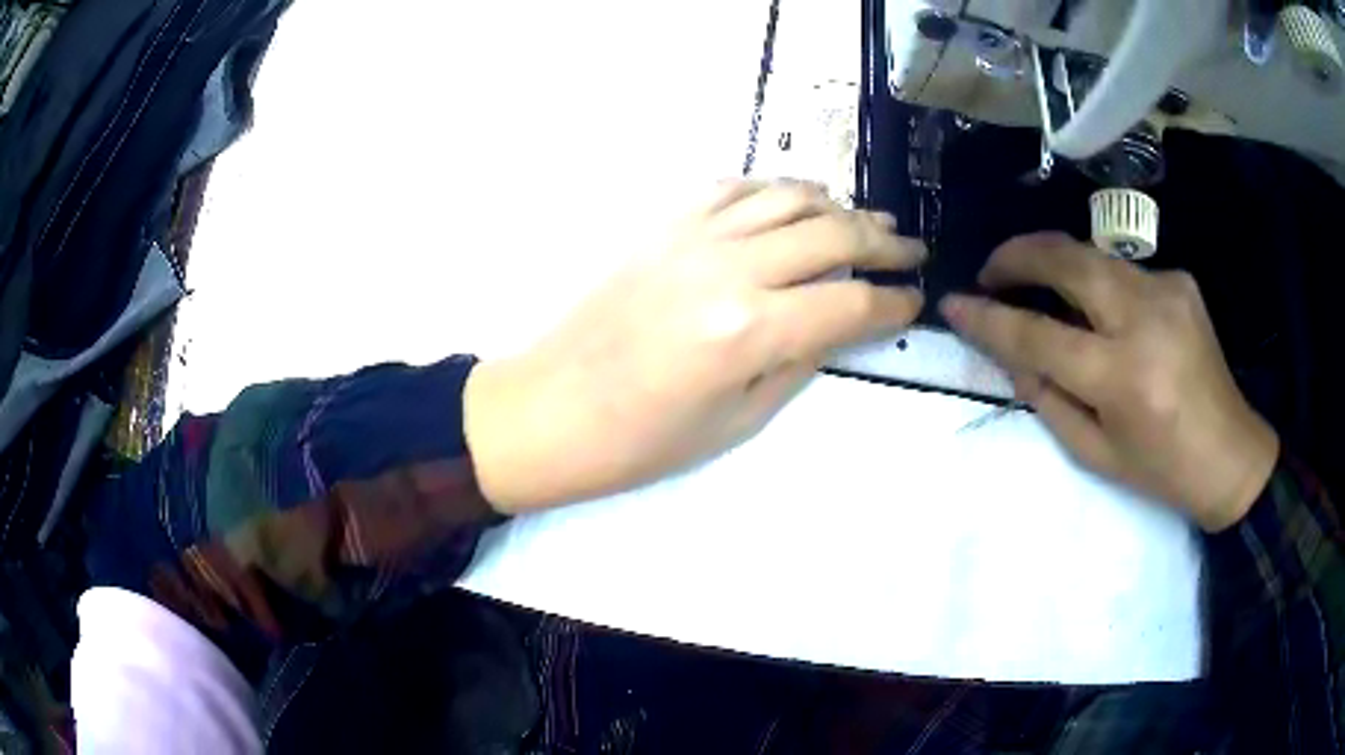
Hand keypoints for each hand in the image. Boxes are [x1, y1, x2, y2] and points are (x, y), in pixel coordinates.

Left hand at [464, 181, 925, 513]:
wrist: (551, 408)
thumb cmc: (642, 440)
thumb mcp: (738, 422)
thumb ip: (799, 364)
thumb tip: (839, 325)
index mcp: (750, 331)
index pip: (851, 303)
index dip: (893, 302)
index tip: (914, 301)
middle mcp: (729, 268)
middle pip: (832, 234)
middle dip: (883, 242)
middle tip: (910, 249)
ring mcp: (693, 236)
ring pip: (788, 197)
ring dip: (837, 206)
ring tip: (865, 221)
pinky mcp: (664, 224)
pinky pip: (734, 187)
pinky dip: (775, 188)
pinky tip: (794, 203)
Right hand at [940, 233, 1278, 531]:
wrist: (1230, 453)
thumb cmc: (1160, 469)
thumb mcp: (1095, 453)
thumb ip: (1047, 398)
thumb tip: (1011, 354)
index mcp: (1123, 377)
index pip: (1038, 335)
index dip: (989, 318)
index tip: (953, 303)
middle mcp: (1144, 318)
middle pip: (1065, 258)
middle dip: (1016, 254)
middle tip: (991, 272)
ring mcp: (1165, 289)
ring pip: (1090, 254)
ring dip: (1053, 263)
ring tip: (1035, 284)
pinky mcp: (1179, 280)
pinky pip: (1122, 271)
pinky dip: (1097, 283)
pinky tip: (1101, 311)